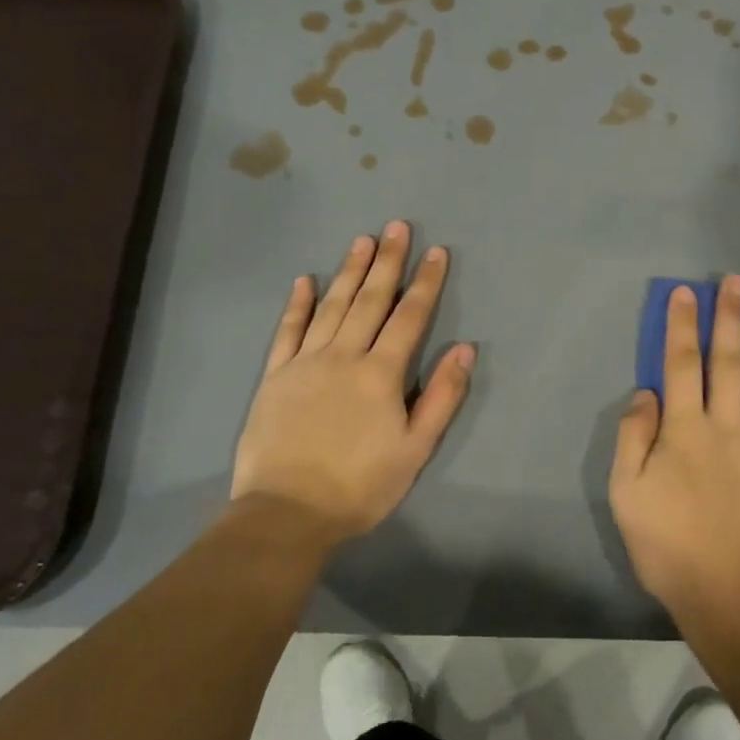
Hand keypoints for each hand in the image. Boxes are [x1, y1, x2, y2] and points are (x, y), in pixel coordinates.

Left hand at [231, 221, 473, 544]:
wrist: (287, 513)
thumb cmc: (361, 486)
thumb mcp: (416, 448)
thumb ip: (442, 395)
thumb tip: (465, 348)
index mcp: (381, 374)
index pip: (410, 317)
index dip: (426, 283)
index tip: (436, 252)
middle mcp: (344, 356)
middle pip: (370, 300)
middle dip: (388, 261)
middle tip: (397, 226)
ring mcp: (305, 362)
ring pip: (331, 306)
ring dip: (349, 271)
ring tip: (362, 240)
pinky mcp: (275, 376)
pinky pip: (287, 331)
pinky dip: (297, 304)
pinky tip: (305, 279)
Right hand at [609, 276, 739, 614]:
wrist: (730, 591)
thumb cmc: (668, 545)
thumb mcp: (626, 494)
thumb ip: (633, 439)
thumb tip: (646, 394)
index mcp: (684, 431)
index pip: (681, 366)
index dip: (682, 327)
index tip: (686, 293)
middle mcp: (725, 427)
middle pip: (727, 363)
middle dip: (729, 319)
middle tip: (737, 282)